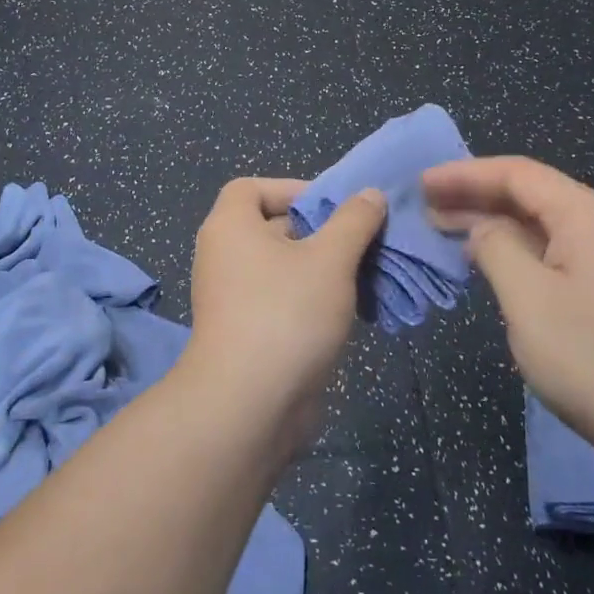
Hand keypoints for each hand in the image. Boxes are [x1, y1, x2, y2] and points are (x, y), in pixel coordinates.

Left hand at [183, 178, 387, 446]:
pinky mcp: (246, 333)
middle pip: (273, 226)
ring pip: (283, 268)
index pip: (251, 187)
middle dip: (319, 231)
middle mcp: (224, 256)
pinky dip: (311, 299)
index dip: (292, 188)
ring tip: (365, 276)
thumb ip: (353, 221)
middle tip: (362, 241)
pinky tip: (349, 312)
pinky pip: (282, 300)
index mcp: (230, 226)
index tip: (333, 207)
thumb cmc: (286, 313)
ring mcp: (232, 298)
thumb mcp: (330, 258)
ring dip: (323, 268)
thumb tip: (369, 194)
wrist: (248, 406)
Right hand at [423, 156, 593, 479]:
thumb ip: (496, 248)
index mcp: (588, 214)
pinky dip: (518, 250)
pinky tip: (491, 263)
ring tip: (447, 231)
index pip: (518, 174)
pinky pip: (556, 251)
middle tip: (426, 208)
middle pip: (532, 194)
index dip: (465, 174)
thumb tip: (483, 229)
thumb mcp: (528, 298)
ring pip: (543, 225)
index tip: (422, 183)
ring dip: (494, 225)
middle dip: (476, 197)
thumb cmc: (593, 358)